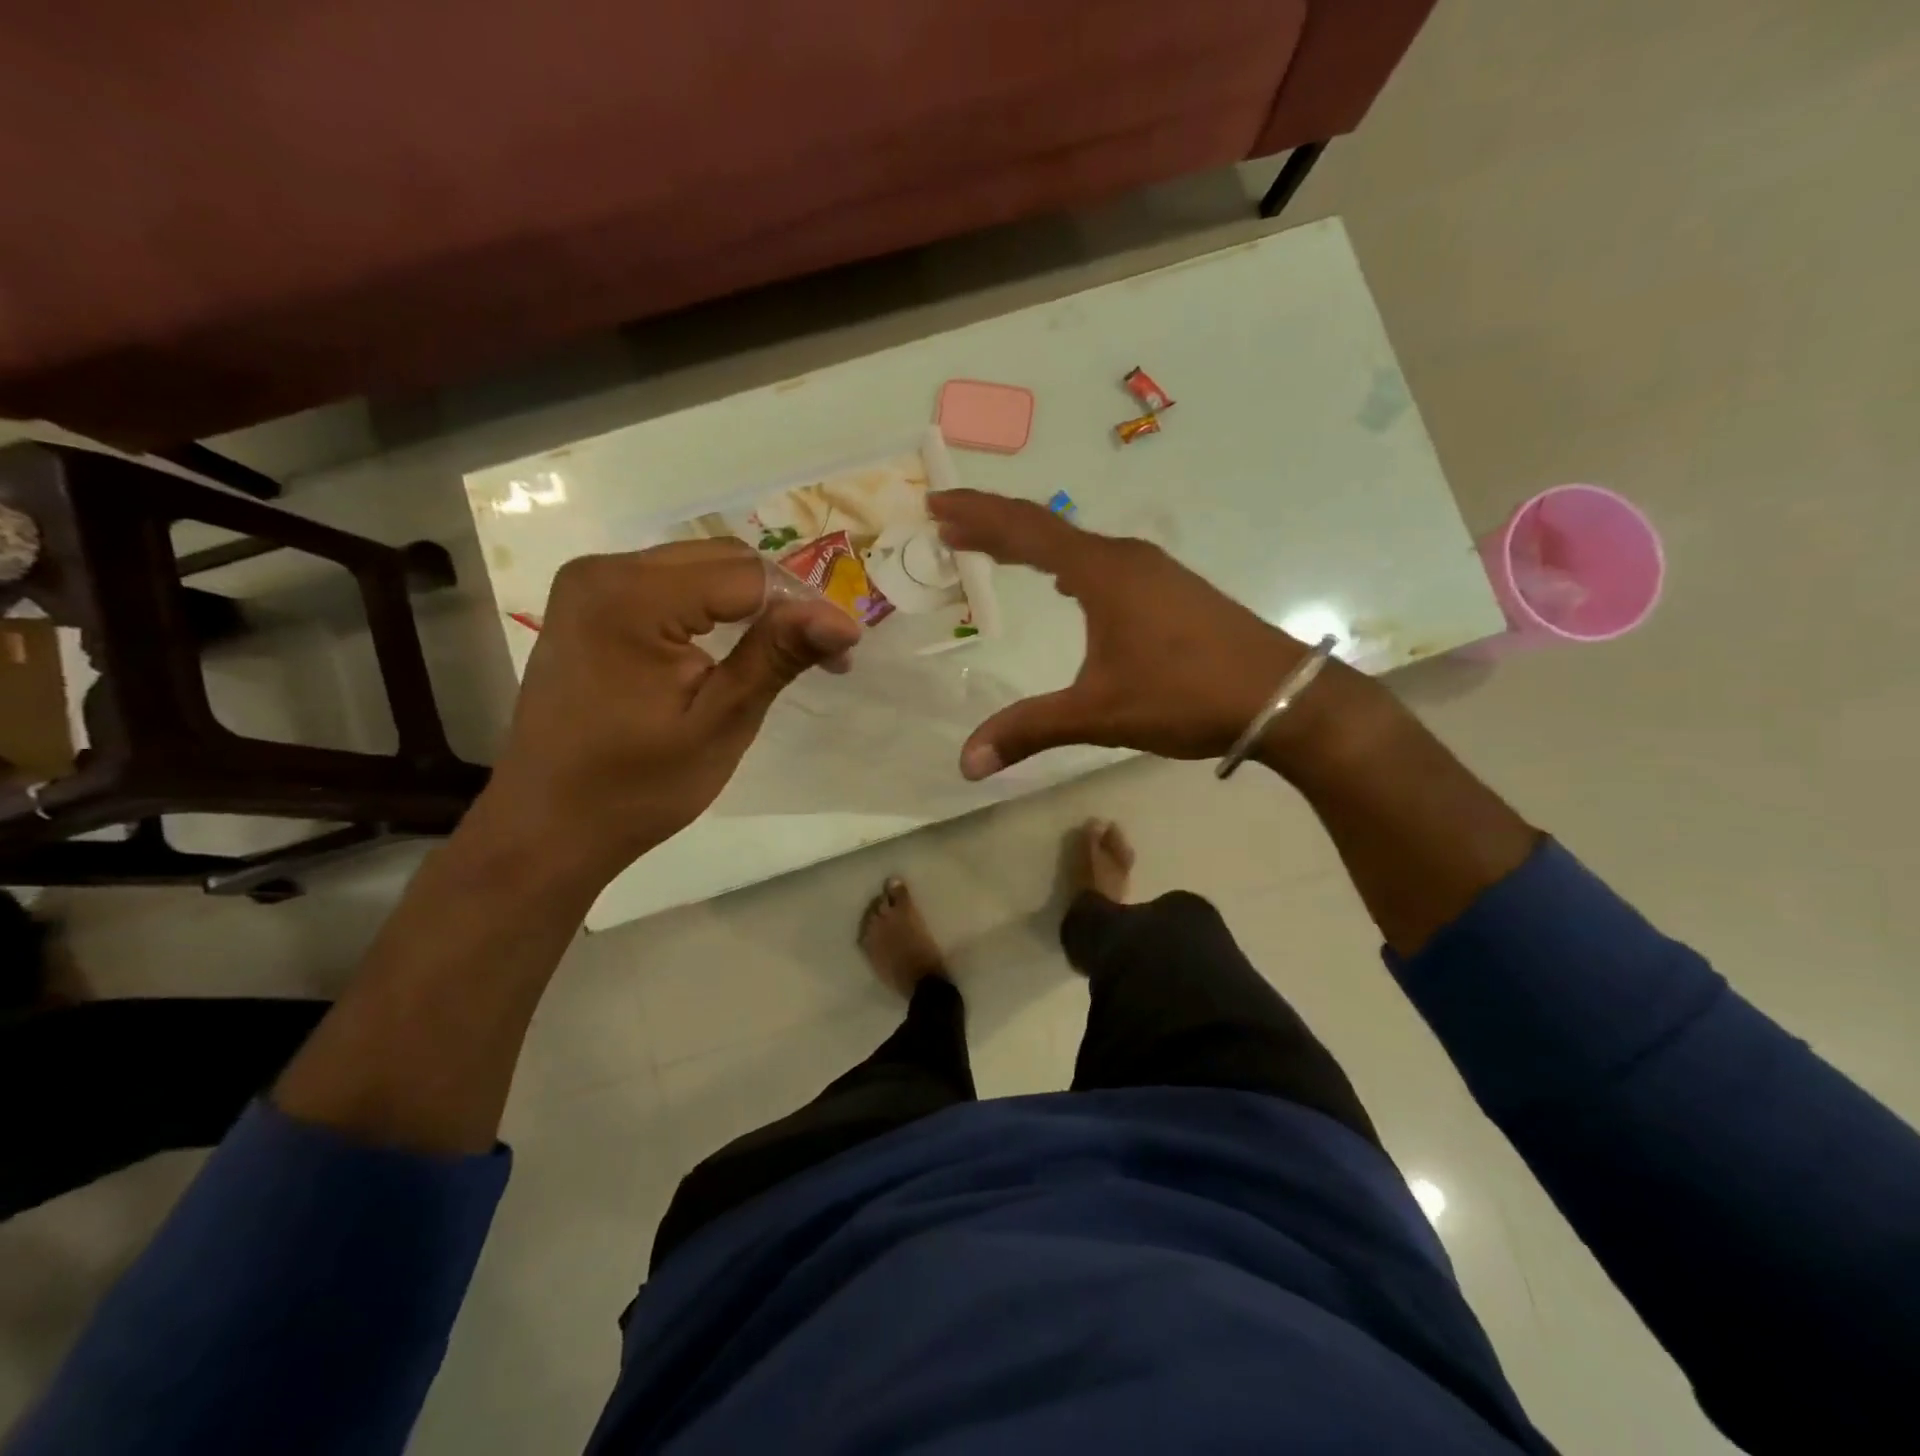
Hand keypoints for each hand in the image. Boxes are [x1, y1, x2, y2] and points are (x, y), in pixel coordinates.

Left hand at [480, 541, 861, 882]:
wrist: (547, 827)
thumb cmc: (635, 787)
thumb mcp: (719, 723)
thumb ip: (776, 657)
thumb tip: (844, 619)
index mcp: (630, 596)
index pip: (747, 575)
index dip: (804, 608)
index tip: (842, 655)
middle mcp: (603, 571)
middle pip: (723, 560)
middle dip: (780, 601)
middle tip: (821, 656)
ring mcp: (589, 585)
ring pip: (699, 568)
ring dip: (750, 604)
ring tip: (785, 653)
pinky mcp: (588, 606)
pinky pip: (669, 586)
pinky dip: (711, 609)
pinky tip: (733, 645)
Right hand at [929, 490, 1378, 779]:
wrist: (1282, 697)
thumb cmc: (1186, 697)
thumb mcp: (1099, 715)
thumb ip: (1029, 731)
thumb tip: (966, 762)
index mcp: (1103, 573)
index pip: (1026, 529)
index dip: (977, 514)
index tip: (936, 502)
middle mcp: (1126, 559)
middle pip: (1047, 529)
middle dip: (994, 523)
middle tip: (949, 521)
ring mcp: (1154, 572)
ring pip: (1077, 545)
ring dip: (1031, 543)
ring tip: (992, 547)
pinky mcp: (1171, 591)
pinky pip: (1101, 563)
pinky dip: (1065, 562)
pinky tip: (1063, 582)